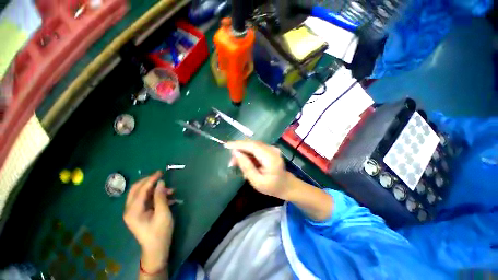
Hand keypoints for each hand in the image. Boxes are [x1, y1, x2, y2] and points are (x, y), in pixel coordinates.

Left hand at [123, 171, 173, 271]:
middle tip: (161, 176)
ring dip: (155, 190)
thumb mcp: (163, 213)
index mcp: (133, 211)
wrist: (156, 249)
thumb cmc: (160, 232)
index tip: (161, 172)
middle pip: (136, 189)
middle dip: (149, 181)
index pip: (141, 190)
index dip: (151, 180)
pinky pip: (146, 200)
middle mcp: (130, 210)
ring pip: (142, 194)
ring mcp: (134, 212)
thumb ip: (161, 197)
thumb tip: (161, 182)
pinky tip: (168, 198)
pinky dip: (156, 196)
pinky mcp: (139, 213)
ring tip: (170, 191)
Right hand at [226, 140, 293, 199]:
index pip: (253, 146)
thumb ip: (246, 167)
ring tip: (235, 163)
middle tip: (231, 161)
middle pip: (252, 144)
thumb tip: (236, 153)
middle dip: (239, 149)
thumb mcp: (257, 181)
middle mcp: (272, 149)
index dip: (239, 144)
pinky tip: (243, 161)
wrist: (285, 185)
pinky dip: (248, 153)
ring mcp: (272, 148)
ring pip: (253, 145)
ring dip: (243, 151)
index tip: (226, 145)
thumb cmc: (272, 187)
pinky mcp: (269, 149)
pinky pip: (256, 148)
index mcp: (271, 158)